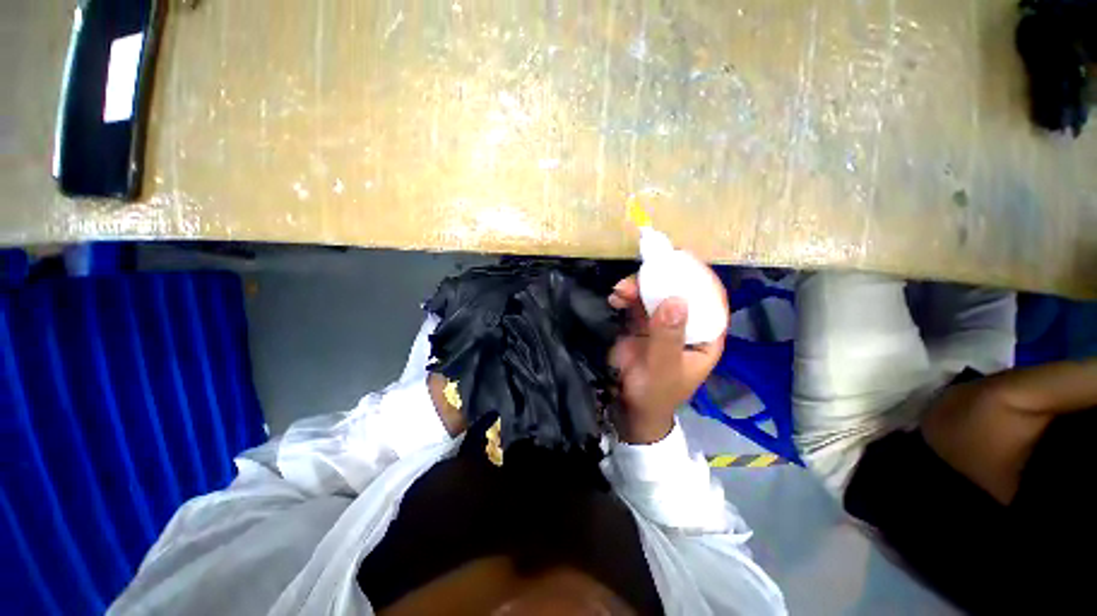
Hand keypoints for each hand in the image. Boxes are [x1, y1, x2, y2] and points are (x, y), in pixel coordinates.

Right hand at [608, 271, 727, 443]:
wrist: (627, 408)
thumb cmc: (654, 395)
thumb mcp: (663, 369)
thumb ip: (668, 337)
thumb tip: (675, 299)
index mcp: (704, 337)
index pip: (711, 300)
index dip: (699, 277)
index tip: (680, 259)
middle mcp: (686, 325)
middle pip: (679, 291)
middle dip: (660, 280)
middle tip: (640, 273)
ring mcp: (662, 323)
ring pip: (654, 294)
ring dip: (637, 287)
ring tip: (620, 290)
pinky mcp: (640, 324)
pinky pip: (635, 303)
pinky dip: (625, 297)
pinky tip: (614, 299)